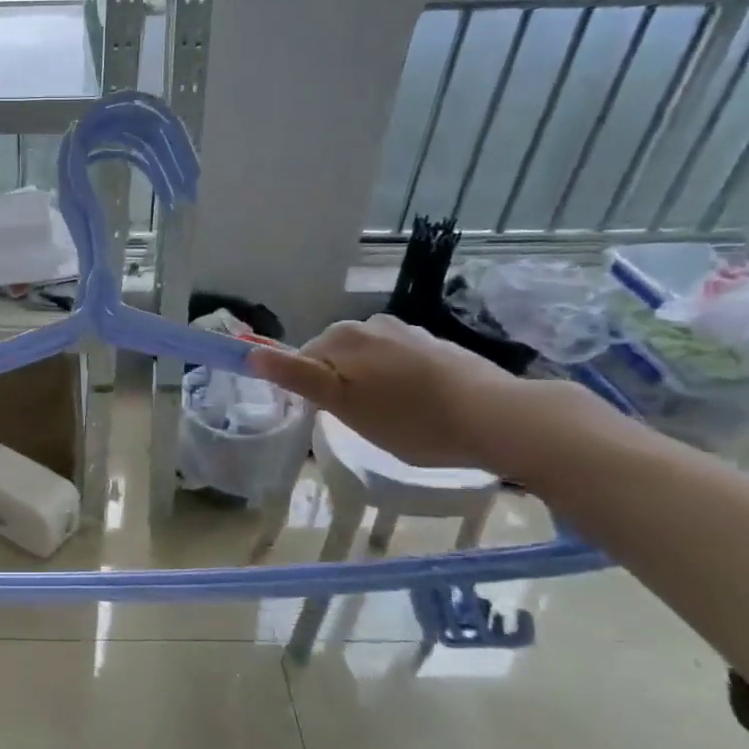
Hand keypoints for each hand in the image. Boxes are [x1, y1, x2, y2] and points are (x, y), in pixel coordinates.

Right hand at [248, 315, 575, 474]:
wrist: (497, 418)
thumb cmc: (411, 420)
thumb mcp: (343, 405)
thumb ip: (297, 377)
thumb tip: (251, 352)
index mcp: (342, 337)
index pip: (301, 362)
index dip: (310, 394)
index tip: (329, 422)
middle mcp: (371, 323)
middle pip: (334, 359)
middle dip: (339, 388)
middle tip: (360, 425)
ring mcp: (406, 331)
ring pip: (367, 362)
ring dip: (368, 387)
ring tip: (391, 421)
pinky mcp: (435, 345)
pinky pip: (397, 363)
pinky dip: (397, 383)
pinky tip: (417, 408)